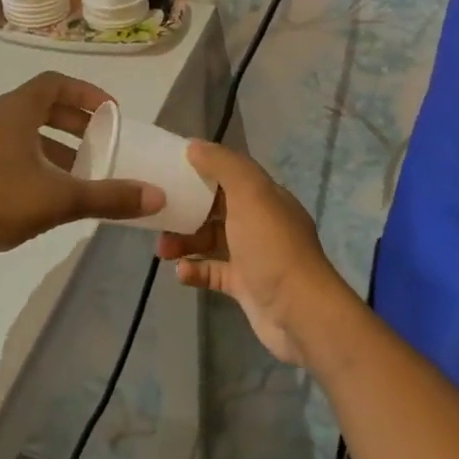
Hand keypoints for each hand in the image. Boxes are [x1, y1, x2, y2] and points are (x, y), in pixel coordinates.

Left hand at [0, 72, 163, 258]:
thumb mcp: (59, 199)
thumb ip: (108, 197)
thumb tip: (156, 196)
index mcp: (17, 111)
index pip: (56, 83)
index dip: (87, 93)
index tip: (111, 112)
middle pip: (42, 107)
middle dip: (75, 123)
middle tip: (101, 142)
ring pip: (24, 134)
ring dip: (55, 147)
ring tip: (79, 174)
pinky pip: (8, 154)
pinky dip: (34, 164)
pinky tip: (45, 196)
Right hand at [158, 140, 351, 367]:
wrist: (299, 312)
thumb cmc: (272, 246)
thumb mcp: (250, 194)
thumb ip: (223, 165)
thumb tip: (194, 146)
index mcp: (266, 196)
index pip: (232, 173)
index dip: (203, 168)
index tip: (171, 169)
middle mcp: (261, 223)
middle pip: (218, 208)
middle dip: (188, 209)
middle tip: (159, 214)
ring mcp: (253, 256)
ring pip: (212, 241)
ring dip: (186, 242)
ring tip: (162, 250)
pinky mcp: (245, 286)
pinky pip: (214, 272)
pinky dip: (196, 270)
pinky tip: (181, 272)